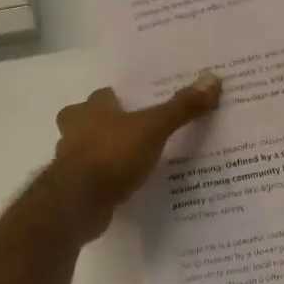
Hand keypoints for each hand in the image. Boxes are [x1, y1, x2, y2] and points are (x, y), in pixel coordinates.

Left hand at [49, 74, 221, 237]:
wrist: (77, 204)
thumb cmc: (111, 155)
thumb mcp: (153, 128)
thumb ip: (181, 107)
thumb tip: (212, 78)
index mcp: (90, 109)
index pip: (106, 95)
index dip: (124, 98)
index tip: (145, 104)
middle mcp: (75, 130)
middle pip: (93, 121)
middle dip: (112, 125)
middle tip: (143, 131)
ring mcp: (71, 161)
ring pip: (92, 149)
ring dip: (110, 153)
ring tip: (141, 160)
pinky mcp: (75, 188)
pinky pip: (96, 177)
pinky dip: (109, 178)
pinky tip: (130, 185)